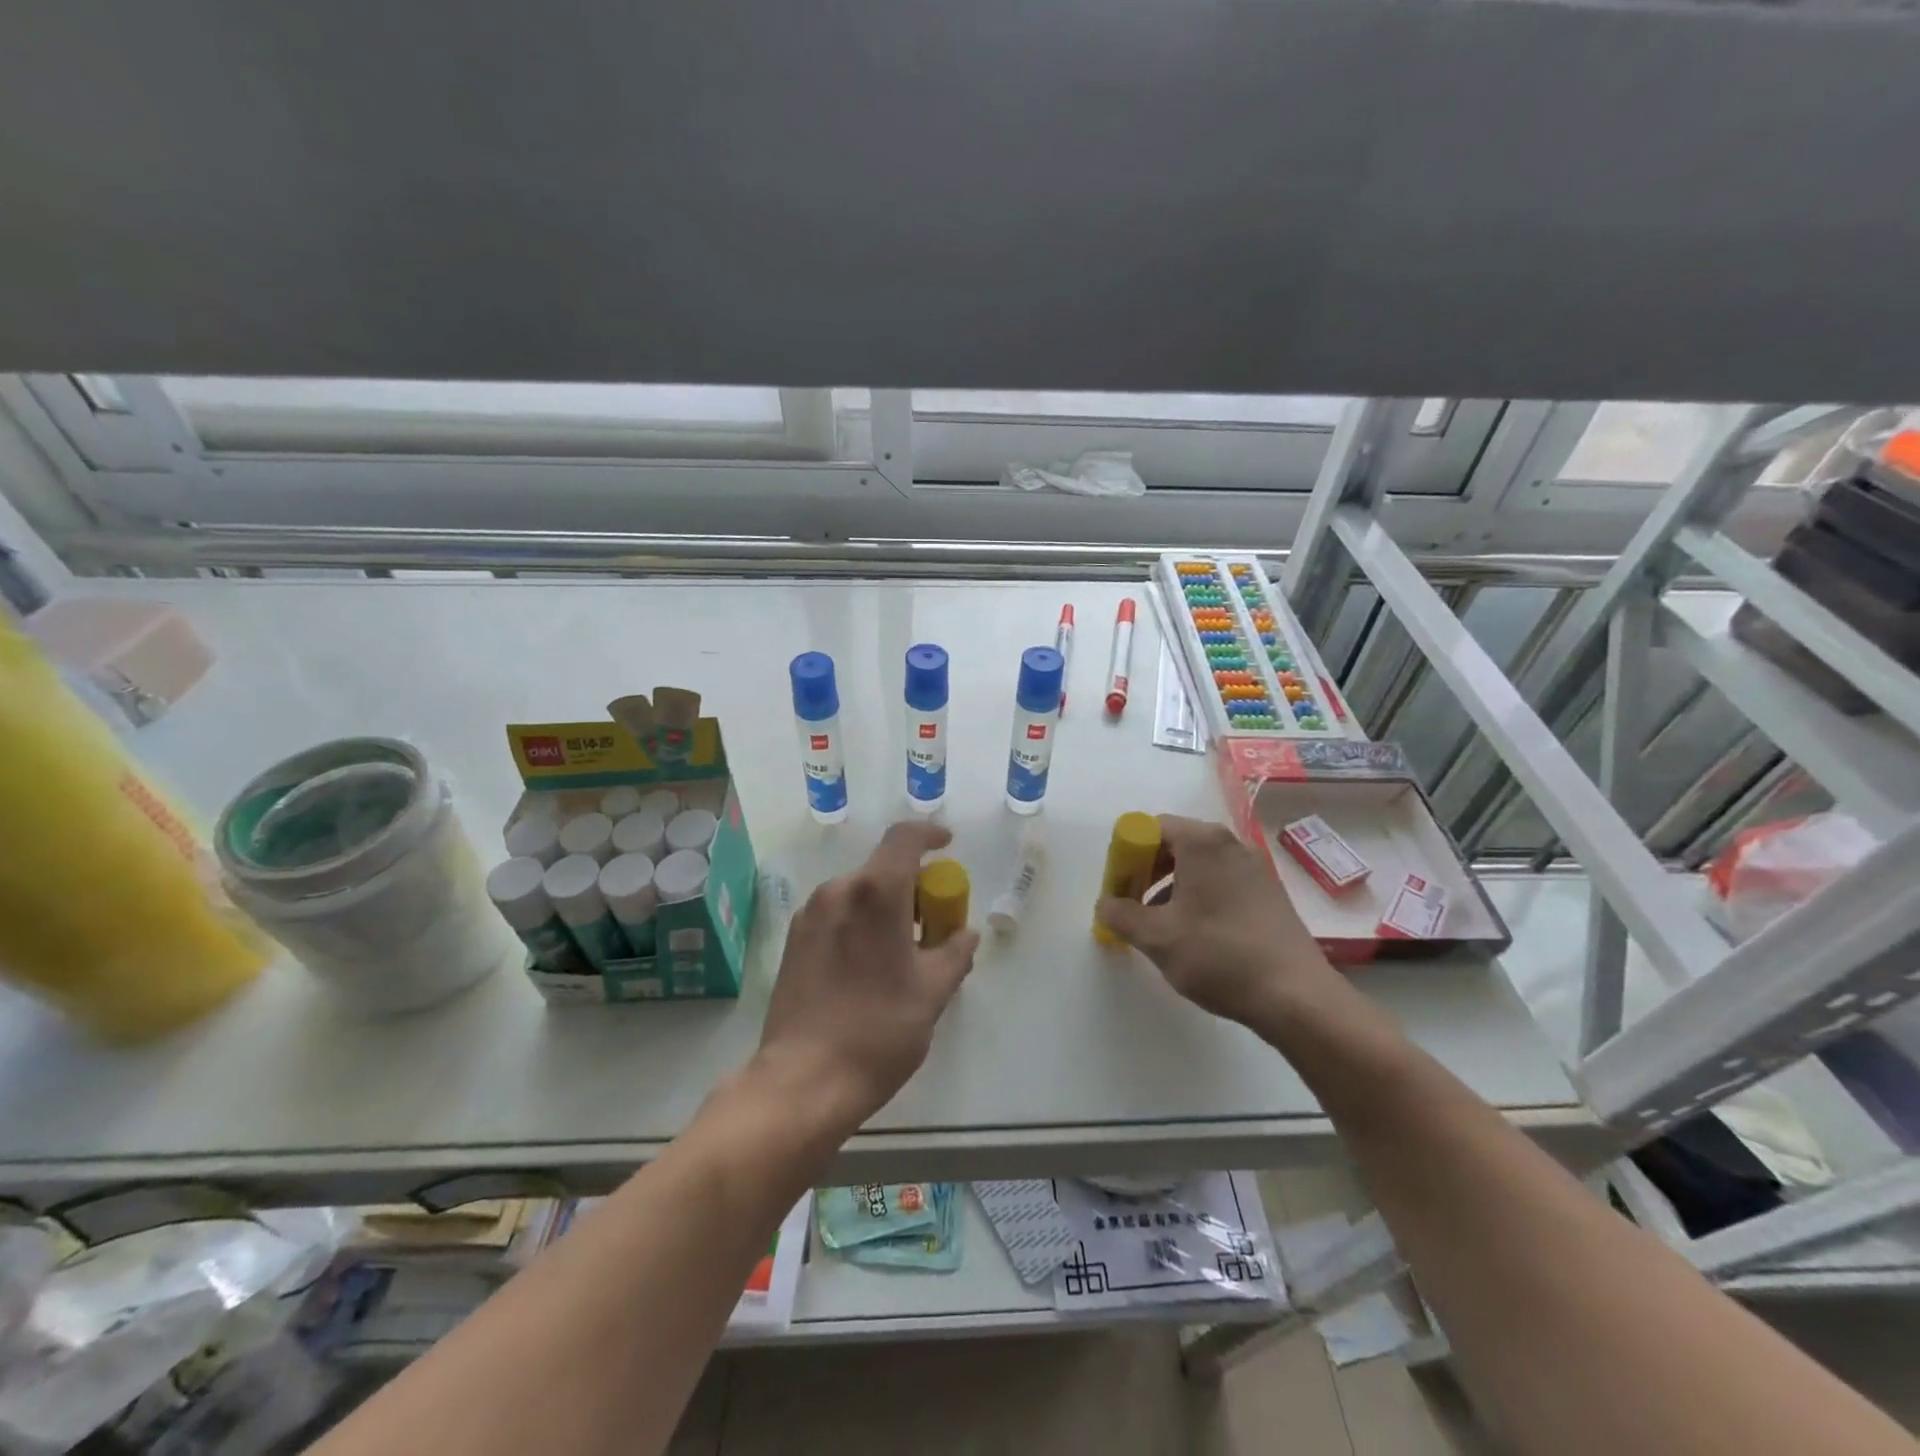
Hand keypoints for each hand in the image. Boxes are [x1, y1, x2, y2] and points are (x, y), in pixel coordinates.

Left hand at [756, 821, 980, 1126]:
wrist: (803, 1081)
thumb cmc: (878, 1031)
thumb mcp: (932, 993)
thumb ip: (954, 952)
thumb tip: (965, 933)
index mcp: (875, 892)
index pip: (905, 838)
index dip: (930, 834)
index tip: (948, 846)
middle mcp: (838, 890)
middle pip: (882, 868)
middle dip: (912, 884)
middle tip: (933, 920)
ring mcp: (810, 914)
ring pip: (858, 891)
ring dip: (885, 904)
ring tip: (902, 949)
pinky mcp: (793, 939)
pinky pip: (837, 912)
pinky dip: (860, 920)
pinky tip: (869, 963)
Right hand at [1095, 814, 1336, 1027]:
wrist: (1296, 996)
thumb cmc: (1219, 955)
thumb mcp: (1156, 937)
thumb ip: (1121, 914)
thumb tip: (1105, 904)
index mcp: (1202, 842)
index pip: (1150, 828)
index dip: (1126, 855)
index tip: (1118, 889)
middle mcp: (1230, 845)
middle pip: (1174, 843)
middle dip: (1146, 871)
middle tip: (1132, 906)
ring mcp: (1254, 868)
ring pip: (1197, 865)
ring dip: (1169, 887)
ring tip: (1159, 925)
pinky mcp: (1268, 893)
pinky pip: (1220, 882)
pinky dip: (1197, 897)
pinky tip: (1193, 935)